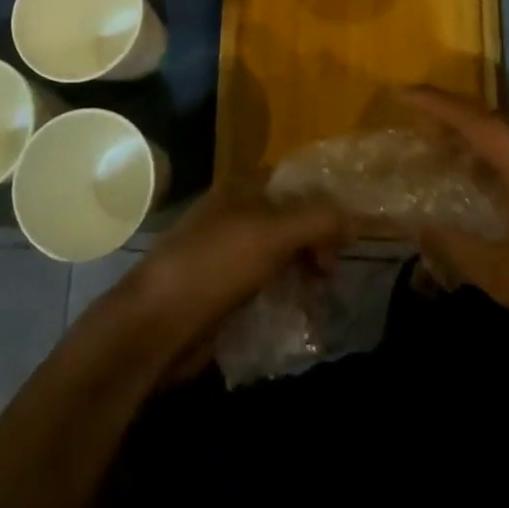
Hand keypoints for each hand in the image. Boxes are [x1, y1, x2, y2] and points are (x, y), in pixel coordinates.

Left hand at [102, 189, 345, 378]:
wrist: (155, 325)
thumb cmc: (214, 266)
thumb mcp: (272, 234)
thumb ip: (318, 220)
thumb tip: (353, 221)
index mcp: (241, 188)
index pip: (295, 182)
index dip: (324, 202)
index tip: (348, 233)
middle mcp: (234, 213)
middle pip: (290, 218)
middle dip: (316, 241)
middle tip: (331, 273)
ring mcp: (226, 252)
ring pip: (280, 253)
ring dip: (303, 270)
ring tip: (318, 295)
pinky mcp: (222, 288)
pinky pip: (265, 283)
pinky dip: (285, 293)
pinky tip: (298, 312)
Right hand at [404, 87, 508, 356]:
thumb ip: (460, 250)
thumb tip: (422, 228)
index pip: (477, 121)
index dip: (437, 104)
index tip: (404, 92)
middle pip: (496, 122)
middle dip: (455, 121)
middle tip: (421, 132)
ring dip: (482, 142)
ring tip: (453, 160)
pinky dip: (506, 158)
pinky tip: (497, 187)